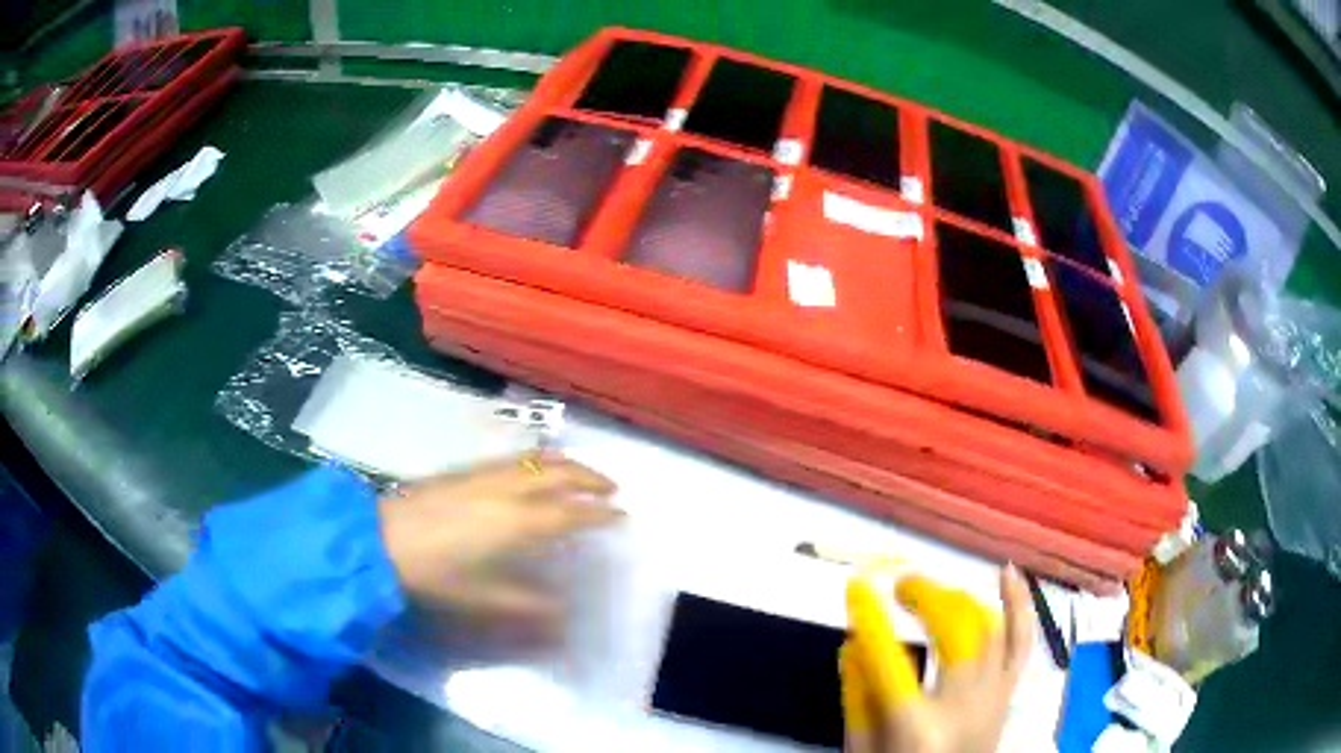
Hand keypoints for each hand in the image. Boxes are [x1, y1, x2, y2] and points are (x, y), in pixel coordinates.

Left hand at [378, 452, 620, 630]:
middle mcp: (508, 490)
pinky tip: (533, 470)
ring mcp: (485, 475)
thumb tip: (566, 618)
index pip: (572, 513)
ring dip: (566, 464)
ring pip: (537, 460)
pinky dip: (539, 460)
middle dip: (591, 478)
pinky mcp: (465, 471)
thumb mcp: (483, 600)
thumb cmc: (435, 575)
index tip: (623, 515)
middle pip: (560, 474)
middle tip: (612, 488)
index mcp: (518, 522)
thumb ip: (528, 607)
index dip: (601, 514)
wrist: (380, 540)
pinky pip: (515, 459)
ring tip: (582, 473)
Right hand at [841, 565, 1034, 752]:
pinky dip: (1019, 604)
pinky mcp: (1010, 694)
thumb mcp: (862, 751)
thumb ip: (857, 698)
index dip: (871, 618)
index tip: (857, 585)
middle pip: (955, 632)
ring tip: (929, 590)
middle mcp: (965, 707)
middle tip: (898, 585)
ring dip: (957, 599)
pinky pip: (1022, 642)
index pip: (891, 661)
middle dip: (926, 597)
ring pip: (989, 627)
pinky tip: (1007, 572)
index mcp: (918, 729)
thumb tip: (854, 643)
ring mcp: (995, 698)